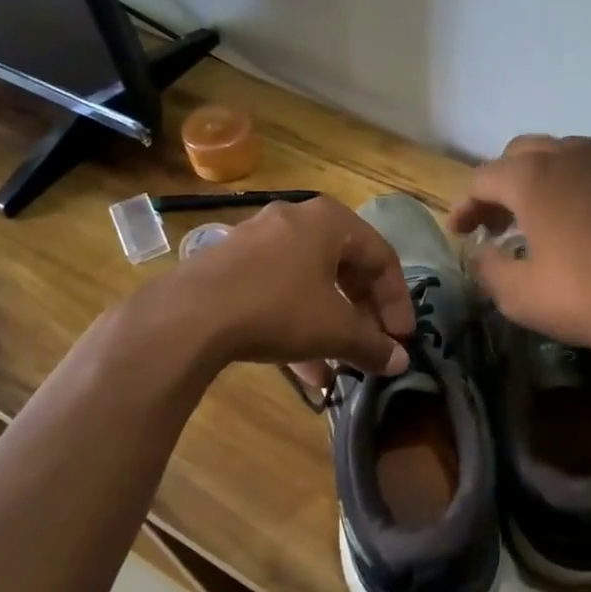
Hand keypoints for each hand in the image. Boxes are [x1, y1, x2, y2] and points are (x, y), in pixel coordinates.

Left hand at [164, 196, 413, 374]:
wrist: (188, 316)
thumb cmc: (278, 308)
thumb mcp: (334, 330)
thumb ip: (372, 346)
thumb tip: (400, 363)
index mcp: (330, 221)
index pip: (382, 258)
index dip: (397, 302)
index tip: (402, 338)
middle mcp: (297, 220)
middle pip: (347, 268)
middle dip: (363, 313)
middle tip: (374, 346)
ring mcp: (259, 240)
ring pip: (311, 284)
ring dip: (332, 325)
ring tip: (342, 366)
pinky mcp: (231, 265)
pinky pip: (279, 292)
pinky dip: (297, 324)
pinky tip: (305, 371)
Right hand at [447, 135, 590, 366]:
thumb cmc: (587, 297)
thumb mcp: (519, 296)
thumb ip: (488, 267)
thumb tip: (482, 251)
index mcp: (533, 178)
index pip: (484, 178)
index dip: (465, 204)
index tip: (460, 232)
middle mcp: (572, 155)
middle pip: (523, 153)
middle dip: (503, 183)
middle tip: (499, 222)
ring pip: (566, 153)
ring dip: (544, 178)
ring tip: (544, 215)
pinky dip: (584, 185)